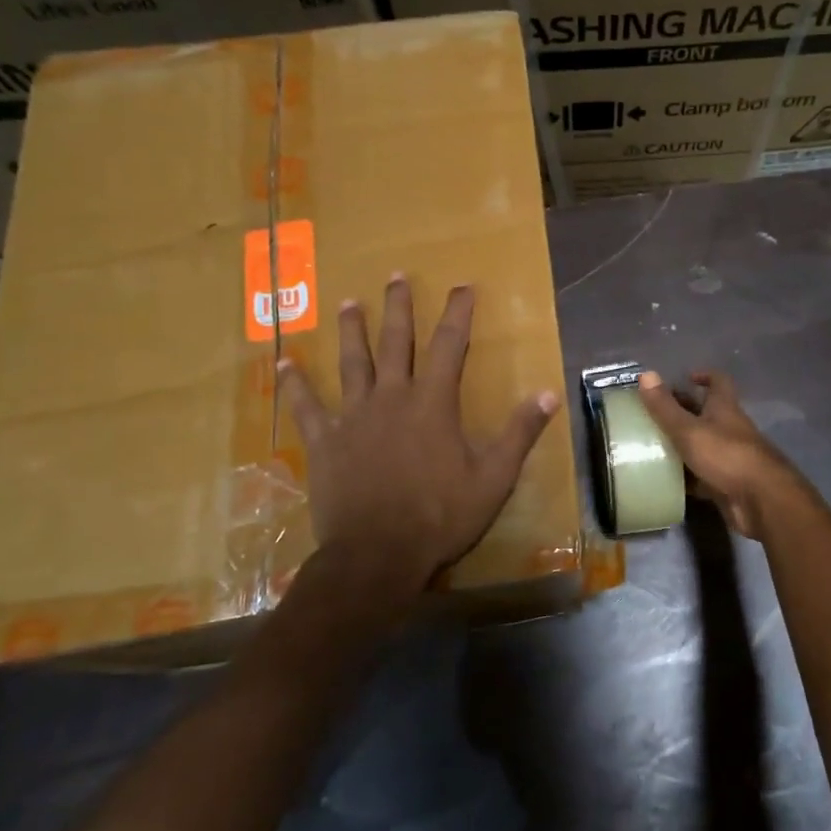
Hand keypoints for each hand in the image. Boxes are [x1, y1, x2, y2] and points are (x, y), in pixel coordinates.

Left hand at [276, 275, 560, 601]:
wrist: (378, 553)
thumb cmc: (440, 516)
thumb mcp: (493, 478)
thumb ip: (519, 433)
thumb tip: (547, 393)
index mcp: (433, 403)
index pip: (449, 346)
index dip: (457, 313)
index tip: (462, 287)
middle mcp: (392, 397)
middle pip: (395, 342)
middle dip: (399, 307)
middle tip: (396, 277)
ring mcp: (353, 417)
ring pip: (352, 363)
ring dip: (352, 330)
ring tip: (349, 302)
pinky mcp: (325, 441)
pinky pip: (306, 406)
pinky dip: (295, 384)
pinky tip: (283, 363)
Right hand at [635, 370, 803, 538]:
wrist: (760, 500)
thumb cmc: (725, 455)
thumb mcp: (689, 429)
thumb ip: (665, 407)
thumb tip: (645, 374)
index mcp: (724, 408)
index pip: (719, 382)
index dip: (704, 376)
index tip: (685, 378)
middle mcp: (729, 428)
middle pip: (706, 413)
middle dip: (683, 410)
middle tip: (655, 413)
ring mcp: (729, 457)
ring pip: (703, 444)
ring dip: (682, 444)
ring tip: (651, 444)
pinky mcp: (726, 483)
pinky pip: (702, 474)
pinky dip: (686, 475)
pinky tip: (665, 478)